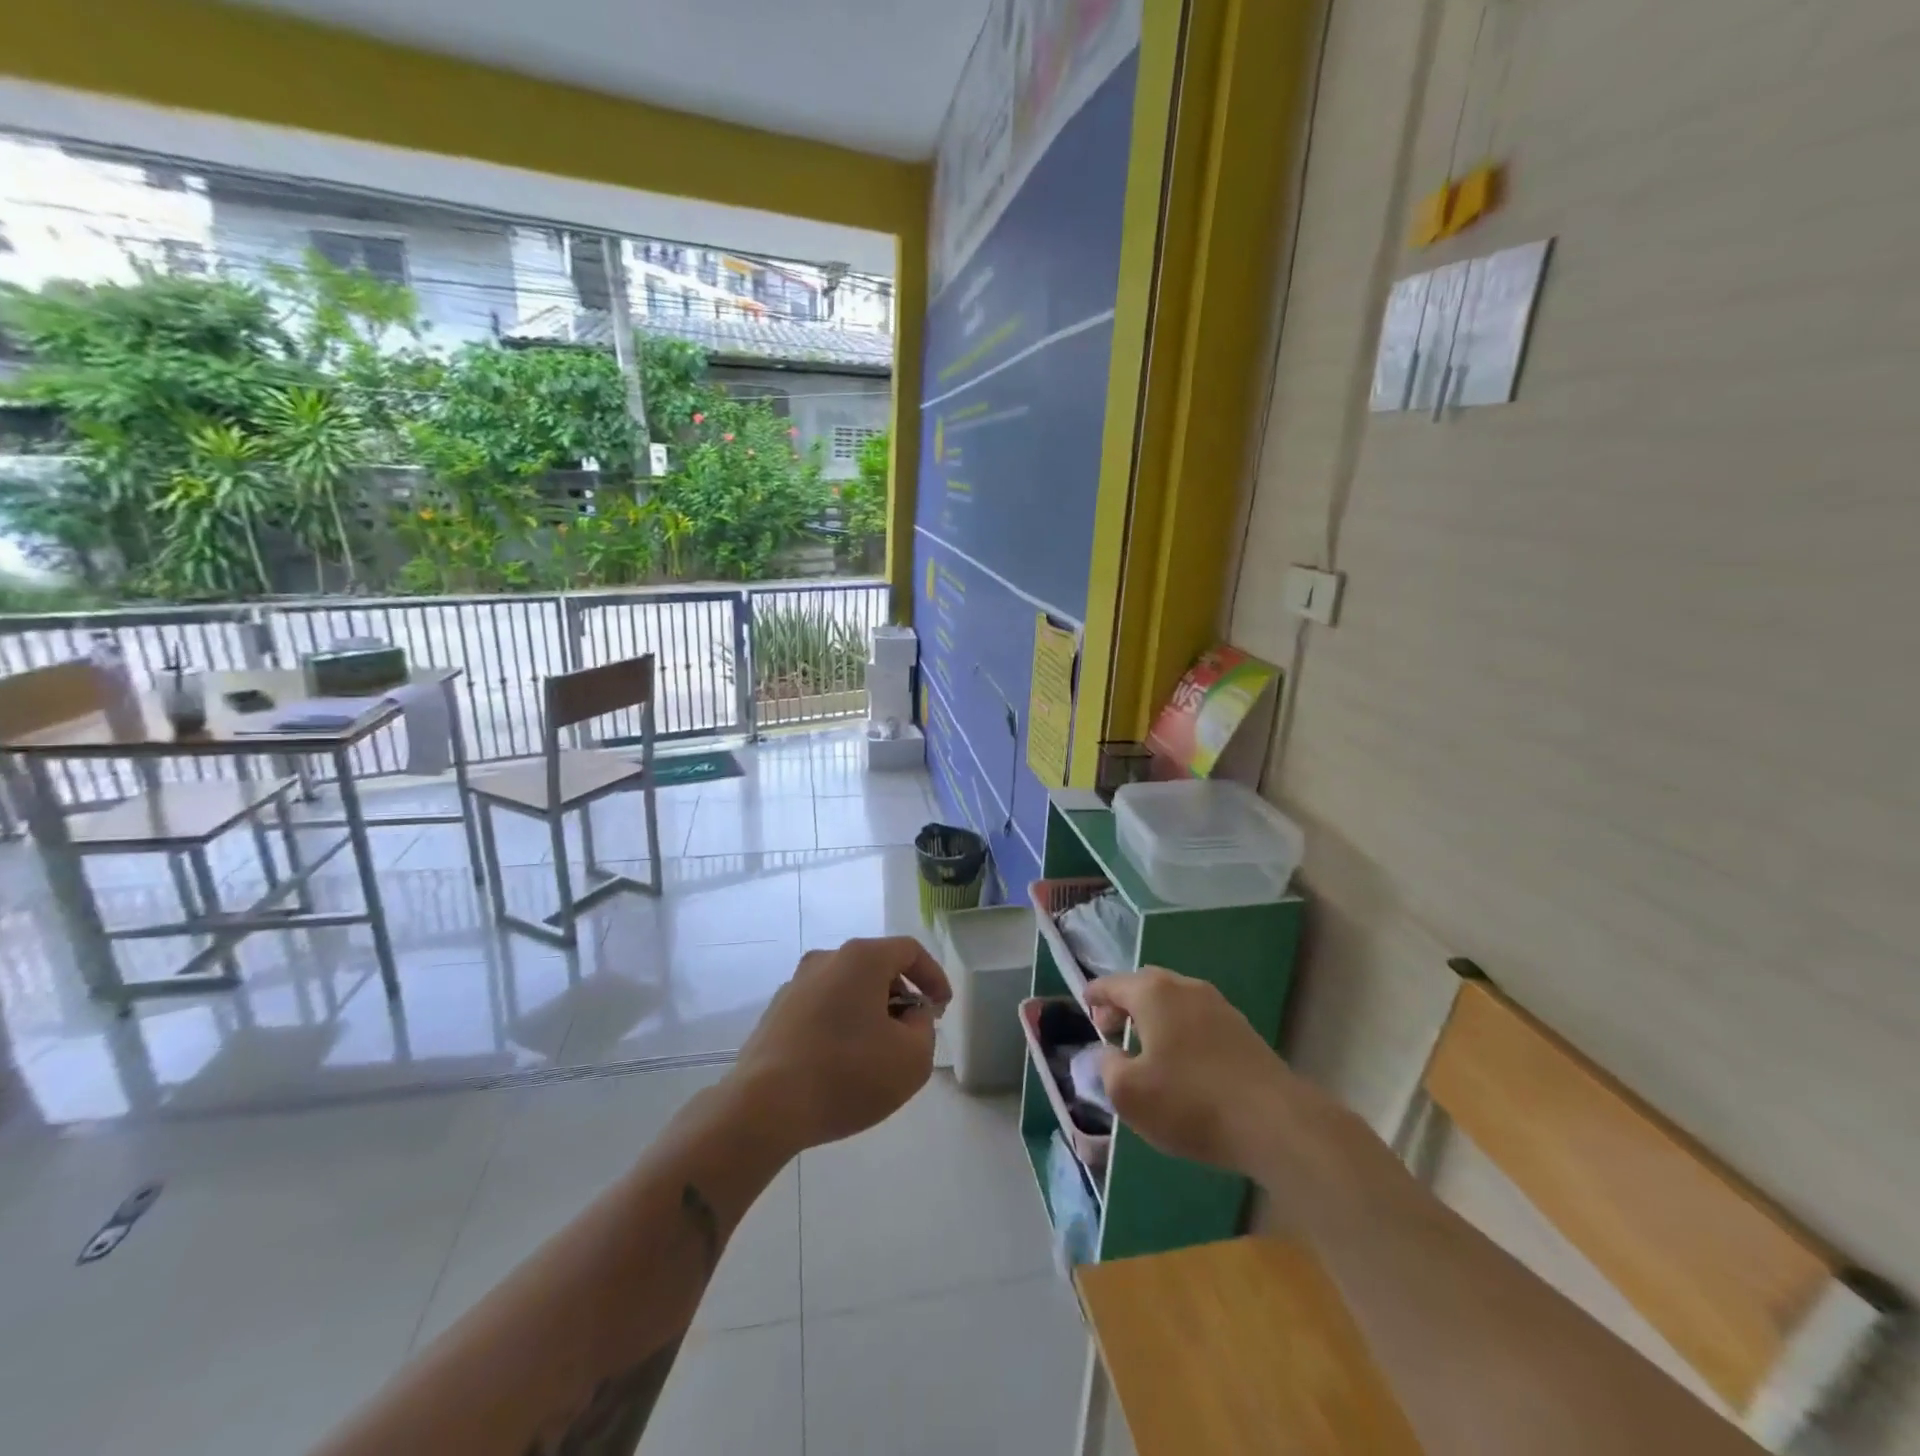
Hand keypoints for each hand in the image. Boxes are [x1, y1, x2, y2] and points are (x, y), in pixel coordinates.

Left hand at [731, 937, 951, 1155]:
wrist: (763, 1108)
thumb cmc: (847, 1075)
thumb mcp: (912, 1059)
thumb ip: (924, 1028)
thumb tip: (910, 1016)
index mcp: (861, 958)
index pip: (909, 950)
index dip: (933, 976)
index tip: (942, 1008)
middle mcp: (826, 960)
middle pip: (876, 966)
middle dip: (900, 995)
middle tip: (913, 1030)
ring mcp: (795, 985)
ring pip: (846, 988)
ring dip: (869, 1011)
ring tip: (877, 1052)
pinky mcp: (775, 1013)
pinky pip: (821, 1009)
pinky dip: (840, 1025)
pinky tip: (842, 1062)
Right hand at [1086, 967, 1297, 1173]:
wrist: (1275, 1122)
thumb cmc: (1190, 1102)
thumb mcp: (1128, 1094)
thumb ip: (1107, 1068)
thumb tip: (1110, 1055)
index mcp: (1153, 993)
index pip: (1113, 984)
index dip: (1094, 994)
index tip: (1083, 1003)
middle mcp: (1185, 988)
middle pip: (1145, 986)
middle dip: (1124, 1004)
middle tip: (1110, 1029)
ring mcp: (1219, 1007)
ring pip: (1174, 1002)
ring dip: (1153, 1018)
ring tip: (1143, 1049)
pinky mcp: (1242, 1031)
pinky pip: (1197, 1020)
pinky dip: (1179, 1031)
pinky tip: (1180, 1063)